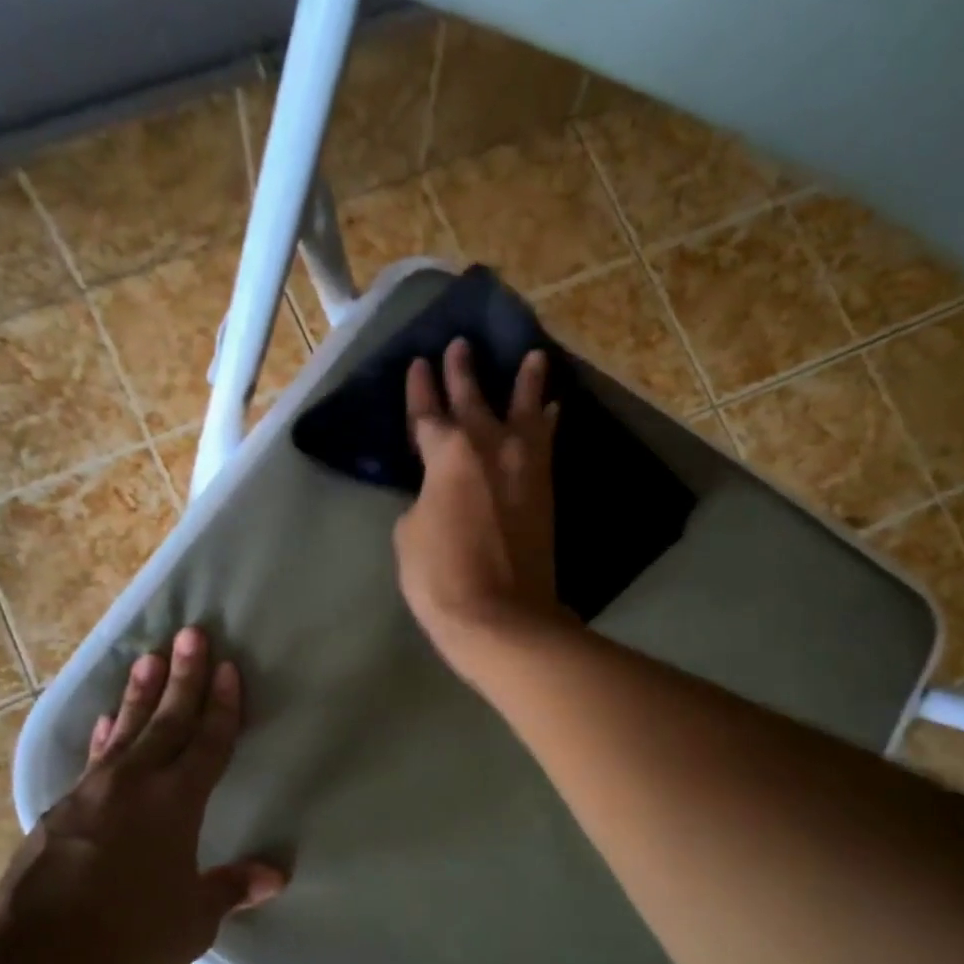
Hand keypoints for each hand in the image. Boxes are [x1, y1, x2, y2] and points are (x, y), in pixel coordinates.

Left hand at [0, 627, 284, 963]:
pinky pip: (92, 761)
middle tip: (191, 634)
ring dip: (140, 694)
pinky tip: (106, 720)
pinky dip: (104, 736)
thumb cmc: (130, 941)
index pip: (208, 741)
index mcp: (175, 803)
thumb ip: (232, 888)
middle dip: (183, 677)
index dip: (222, 704)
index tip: (227, 666)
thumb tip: (276, 875)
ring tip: (148, 658)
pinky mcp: (56, 814)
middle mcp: (134, 785)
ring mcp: (90, 795)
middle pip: (167, 720)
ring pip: (124, 730)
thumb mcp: (193, 920)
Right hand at [393, 337, 571, 680]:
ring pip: (524, 412)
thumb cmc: (442, 577)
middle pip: (474, 401)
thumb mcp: (409, 535)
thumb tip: (438, 494)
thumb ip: (423, 500)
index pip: (428, 414)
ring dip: (526, 383)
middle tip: (461, 345)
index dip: (421, 389)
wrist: (503, 618)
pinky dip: (549, 424)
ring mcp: (523, 468)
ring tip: (533, 356)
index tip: (419, 364)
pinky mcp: (544, 491)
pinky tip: (554, 409)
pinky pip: (547, 444)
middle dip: (463, 372)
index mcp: (447, 455)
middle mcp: (489, 448)